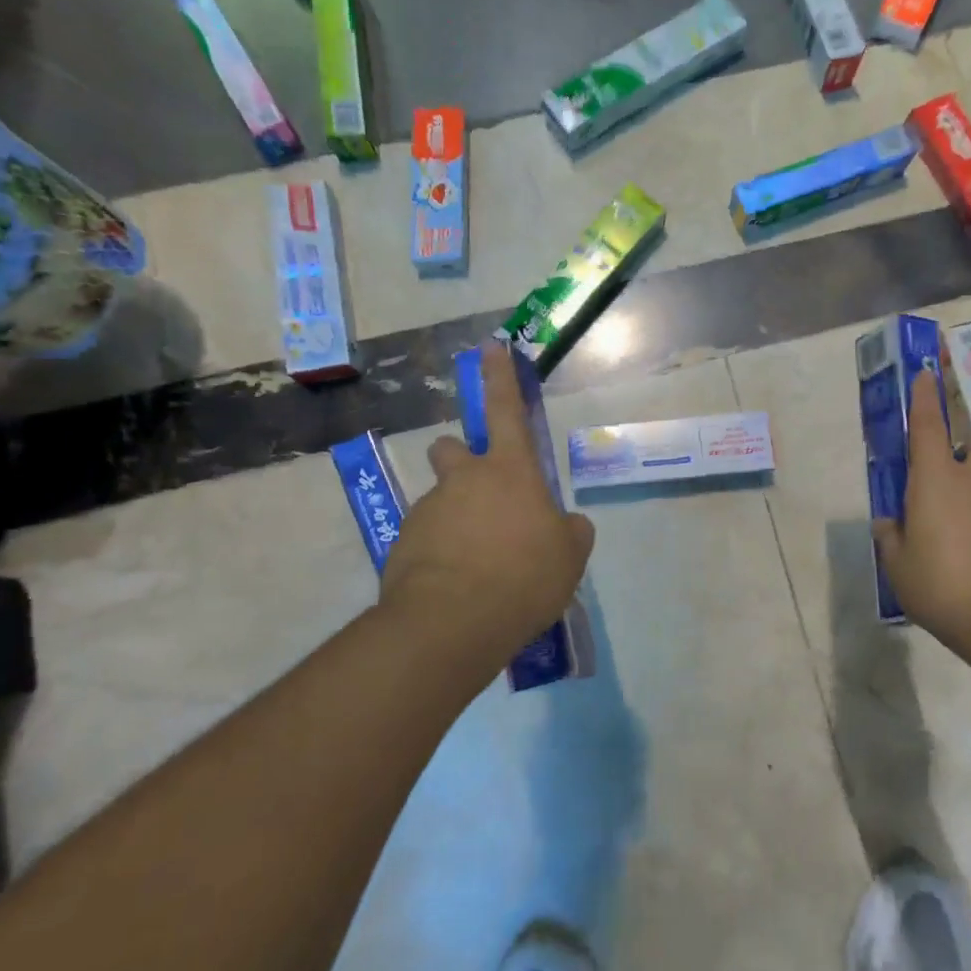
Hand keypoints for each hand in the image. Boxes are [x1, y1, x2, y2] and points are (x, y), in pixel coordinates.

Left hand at [378, 342, 594, 688]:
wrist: (452, 623)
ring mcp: (428, 510)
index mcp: (510, 472)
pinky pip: (426, 540)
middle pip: (452, 449)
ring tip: (476, 567)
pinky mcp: (401, 544)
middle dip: (460, 459)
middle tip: (479, 498)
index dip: (499, 377)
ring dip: (455, 519)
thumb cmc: (524, 577)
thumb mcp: (569, 556)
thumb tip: (565, 525)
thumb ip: (569, 532)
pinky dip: (439, 554)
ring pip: (440, 500)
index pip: (506, 411)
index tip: (489, 347)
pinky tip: (456, 587)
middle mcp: (464, 480)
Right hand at [872, 368, 970, 669]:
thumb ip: (891, 539)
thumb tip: (888, 523)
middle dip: (966, 449)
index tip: (926, 373)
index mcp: (937, 481)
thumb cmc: (944, 587)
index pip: (926, 427)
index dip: (923, 398)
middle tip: (947, 478)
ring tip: (961, 534)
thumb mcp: (899, 568)